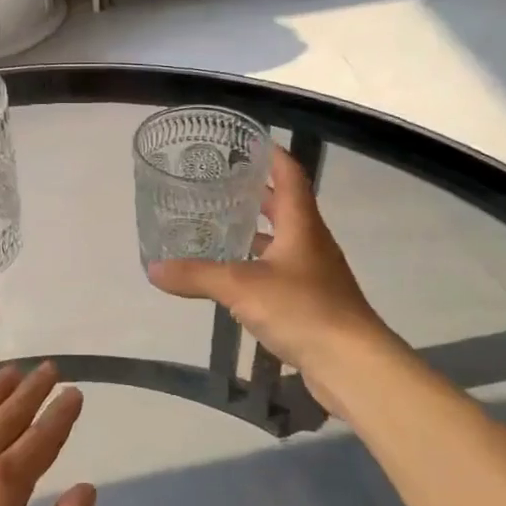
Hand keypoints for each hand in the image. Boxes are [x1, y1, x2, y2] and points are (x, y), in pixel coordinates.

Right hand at [148, 146, 388, 414]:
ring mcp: (314, 274)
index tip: (248, 141)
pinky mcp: (311, 302)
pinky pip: (280, 272)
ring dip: (256, 231)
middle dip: (257, 193)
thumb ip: (196, 275)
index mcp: (302, 225)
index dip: (272, 154)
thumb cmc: (302, 309)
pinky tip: (233, 277)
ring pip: (282, 241)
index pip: (291, 175)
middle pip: (286, 207)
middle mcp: (311, 243)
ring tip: (220, 226)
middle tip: (220, 184)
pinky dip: (257, 266)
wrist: (352, 364)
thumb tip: (153, 269)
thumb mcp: (240, 287)